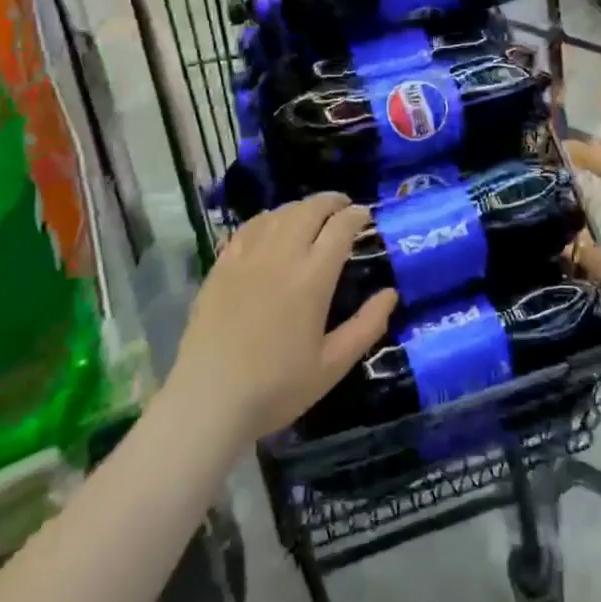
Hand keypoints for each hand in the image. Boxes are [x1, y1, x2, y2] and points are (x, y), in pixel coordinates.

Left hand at [168, 193, 397, 442]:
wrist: (209, 400)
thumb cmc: (277, 387)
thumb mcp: (333, 365)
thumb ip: (367, 326)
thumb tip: (391, 293)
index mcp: (313, 277)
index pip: (341, 227)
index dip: (357, 215)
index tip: (366, 215)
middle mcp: (282, 255)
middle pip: (310, 209)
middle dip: (331, 201)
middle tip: (343, 207)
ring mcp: (248, 256)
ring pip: (279, 213)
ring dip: (301, 207)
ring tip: (312, 214)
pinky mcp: (222, 265)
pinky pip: (249, 227)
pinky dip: (269, 218)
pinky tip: (272, 225)